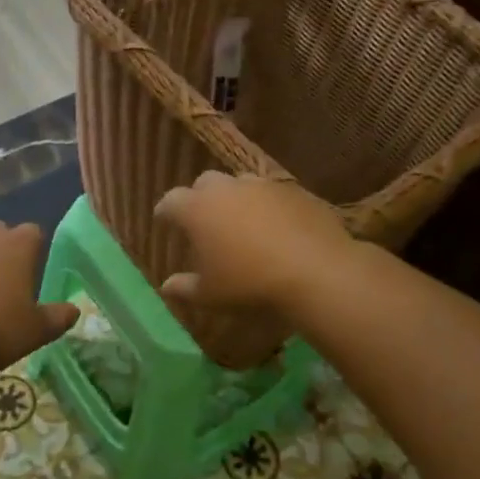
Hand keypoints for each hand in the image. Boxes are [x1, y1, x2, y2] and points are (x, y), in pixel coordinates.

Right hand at [154, 172, 356, 314]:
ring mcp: (263, 186)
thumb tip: (167, 286)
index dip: (165, 212)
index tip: (164, 221)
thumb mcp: (210, 295)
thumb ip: (185, 288)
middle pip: (205, 183)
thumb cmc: (249, 284)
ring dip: (236, 199)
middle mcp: (227, 188)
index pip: (171, 201)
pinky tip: (276, 229)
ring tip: (242, 223)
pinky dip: (268, 207)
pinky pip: (273, 195)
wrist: (315, 272)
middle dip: (200, 198)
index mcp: (198, 209)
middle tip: (204, 221)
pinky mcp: (295, 191)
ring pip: (241, 184)